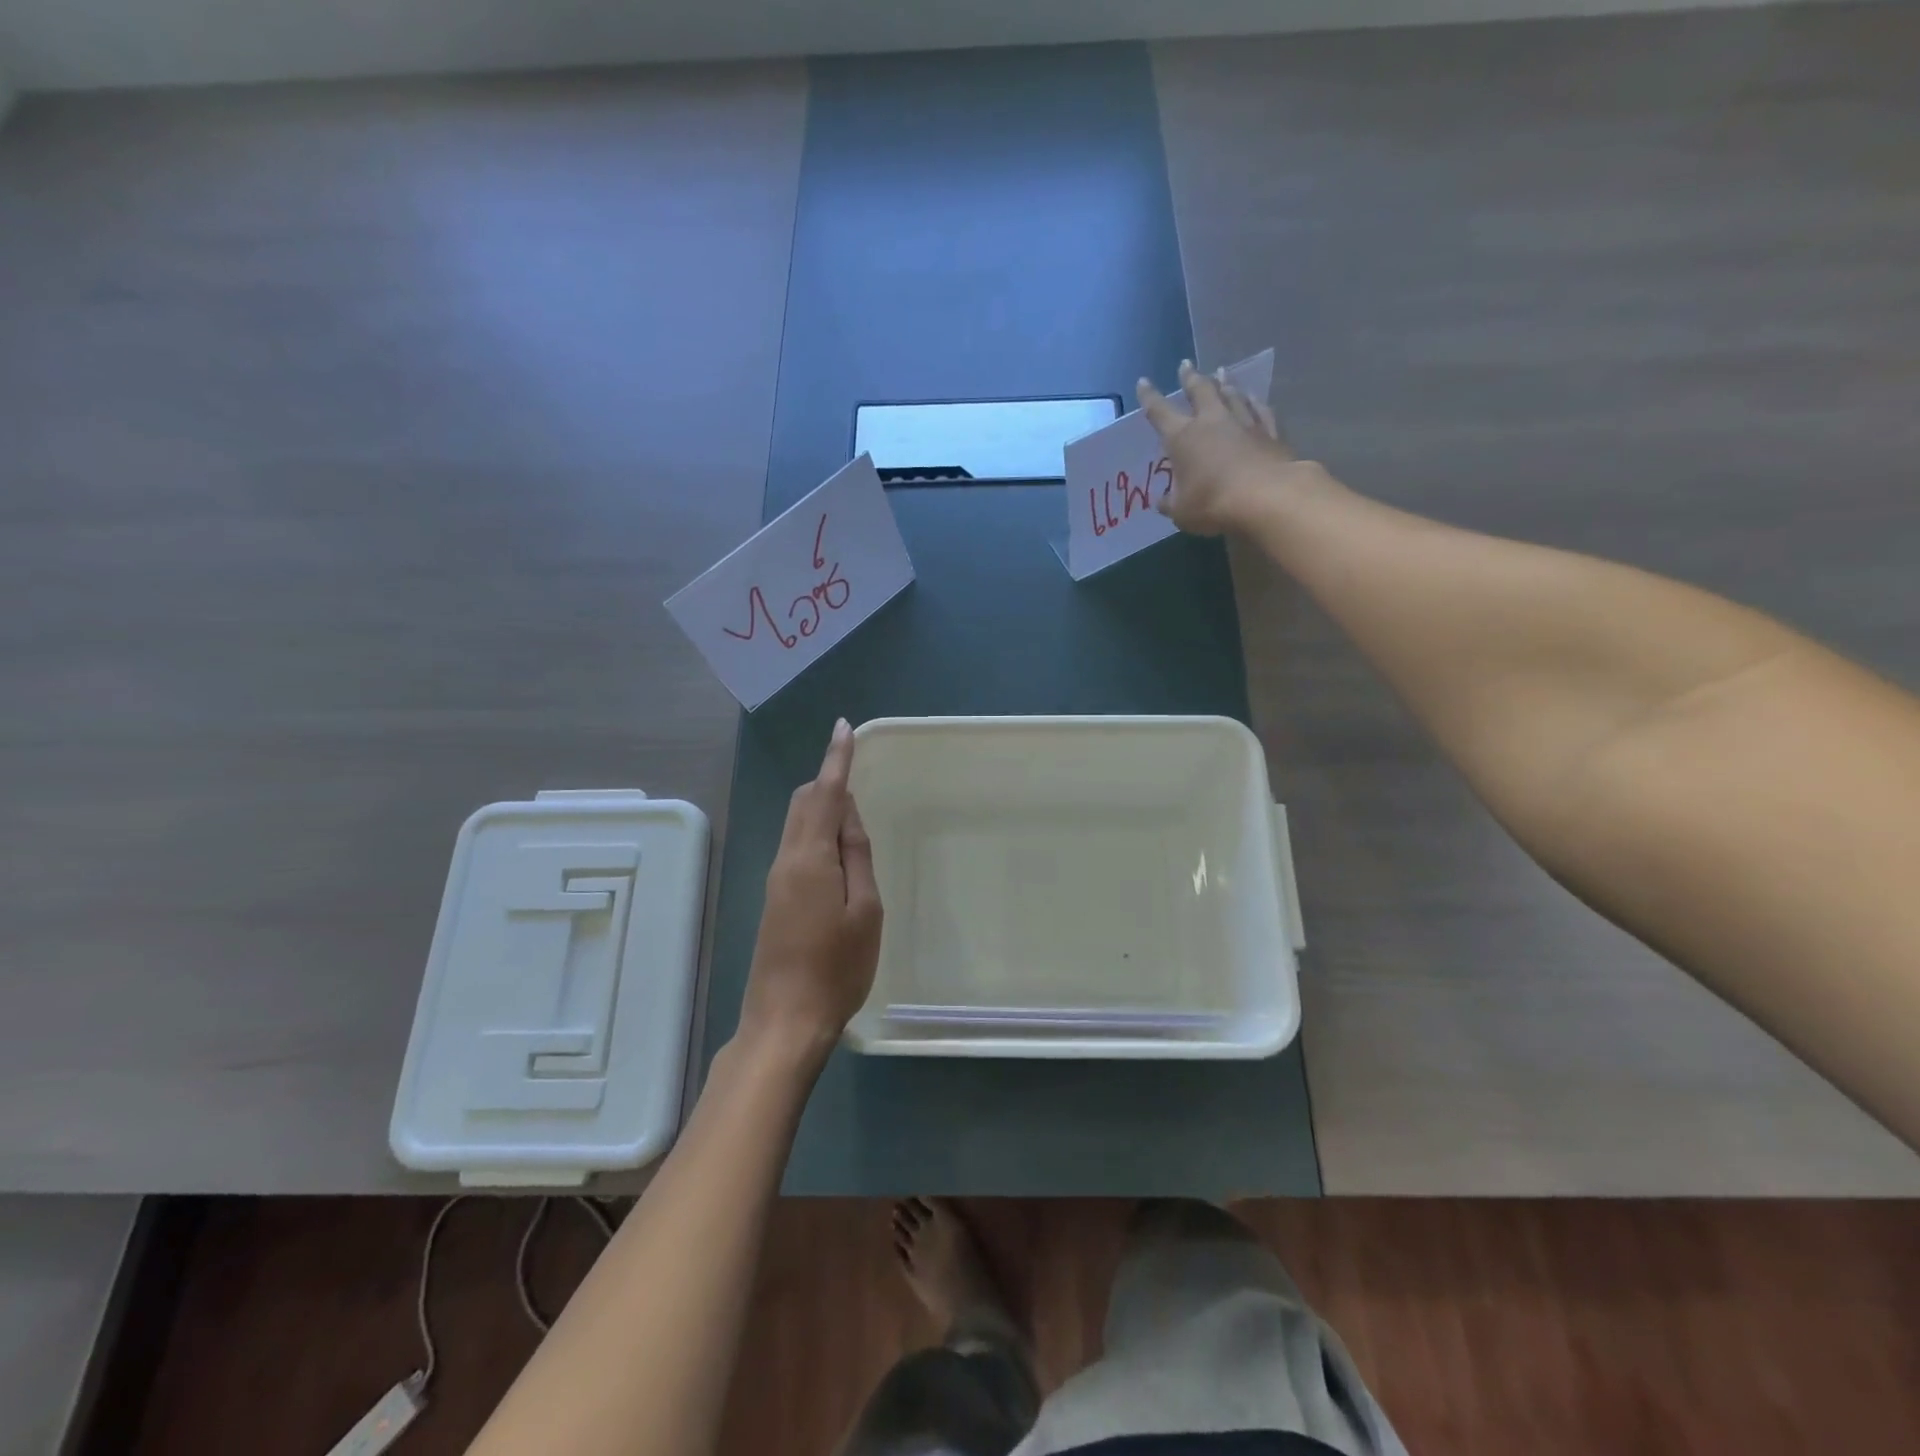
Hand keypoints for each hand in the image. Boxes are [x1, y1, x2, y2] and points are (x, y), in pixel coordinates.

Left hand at [737, 718, 882, 1069]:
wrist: (785, 1021)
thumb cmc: (837, 967)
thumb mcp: (865, 910)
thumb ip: (856, 856)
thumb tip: (849, 815)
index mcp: (810, 857)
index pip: (826, 794)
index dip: (836, 758)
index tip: (843, 727)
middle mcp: (786, 859)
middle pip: (804, 802)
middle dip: (829, 780)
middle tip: (859, 778)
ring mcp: (776, 879)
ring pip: (798, 823)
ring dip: (823, 807)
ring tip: (856, 820)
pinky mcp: (776, 898)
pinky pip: (797, 846)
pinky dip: (818, 832)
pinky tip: (839, 854)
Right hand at [1137, 360, 1309, 535]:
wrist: (1266, 497)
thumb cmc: (1213, 504)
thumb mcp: (1181, 511)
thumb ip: (1170, 503)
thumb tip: (1162, 501)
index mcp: (1182, 438)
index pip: (1160, 412)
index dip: (1150, 397)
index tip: (1144, 381)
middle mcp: (1212, 421)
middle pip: (1200, 391)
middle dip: (1190, 377)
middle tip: (1186, 364)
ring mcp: (1243, 423)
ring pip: (1232, 394)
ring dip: (1224, 382)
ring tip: (1221, 371)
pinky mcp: (1269, 432)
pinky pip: (1260, 410)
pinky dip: (1254, 401)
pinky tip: (1253, 397)